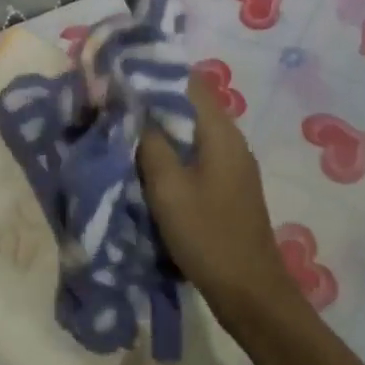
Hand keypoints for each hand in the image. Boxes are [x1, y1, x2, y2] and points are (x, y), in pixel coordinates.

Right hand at [138, 74, 297, 322]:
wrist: (250, 291)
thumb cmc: (207, 235)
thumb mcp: (168, 188)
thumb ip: (150, 143)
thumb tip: (134, 108)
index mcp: (220, 131)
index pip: (189, 81)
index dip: (155, 73)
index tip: (121, 75)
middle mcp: (231, 139)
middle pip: (189, 104)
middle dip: (153, 100)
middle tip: (115, 103)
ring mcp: (232, 163)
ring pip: (191, 130)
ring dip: (161, 128)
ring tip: (124, 129)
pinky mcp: (228, 184)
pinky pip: (196, 153)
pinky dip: (172, 150)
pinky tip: (148, 162)